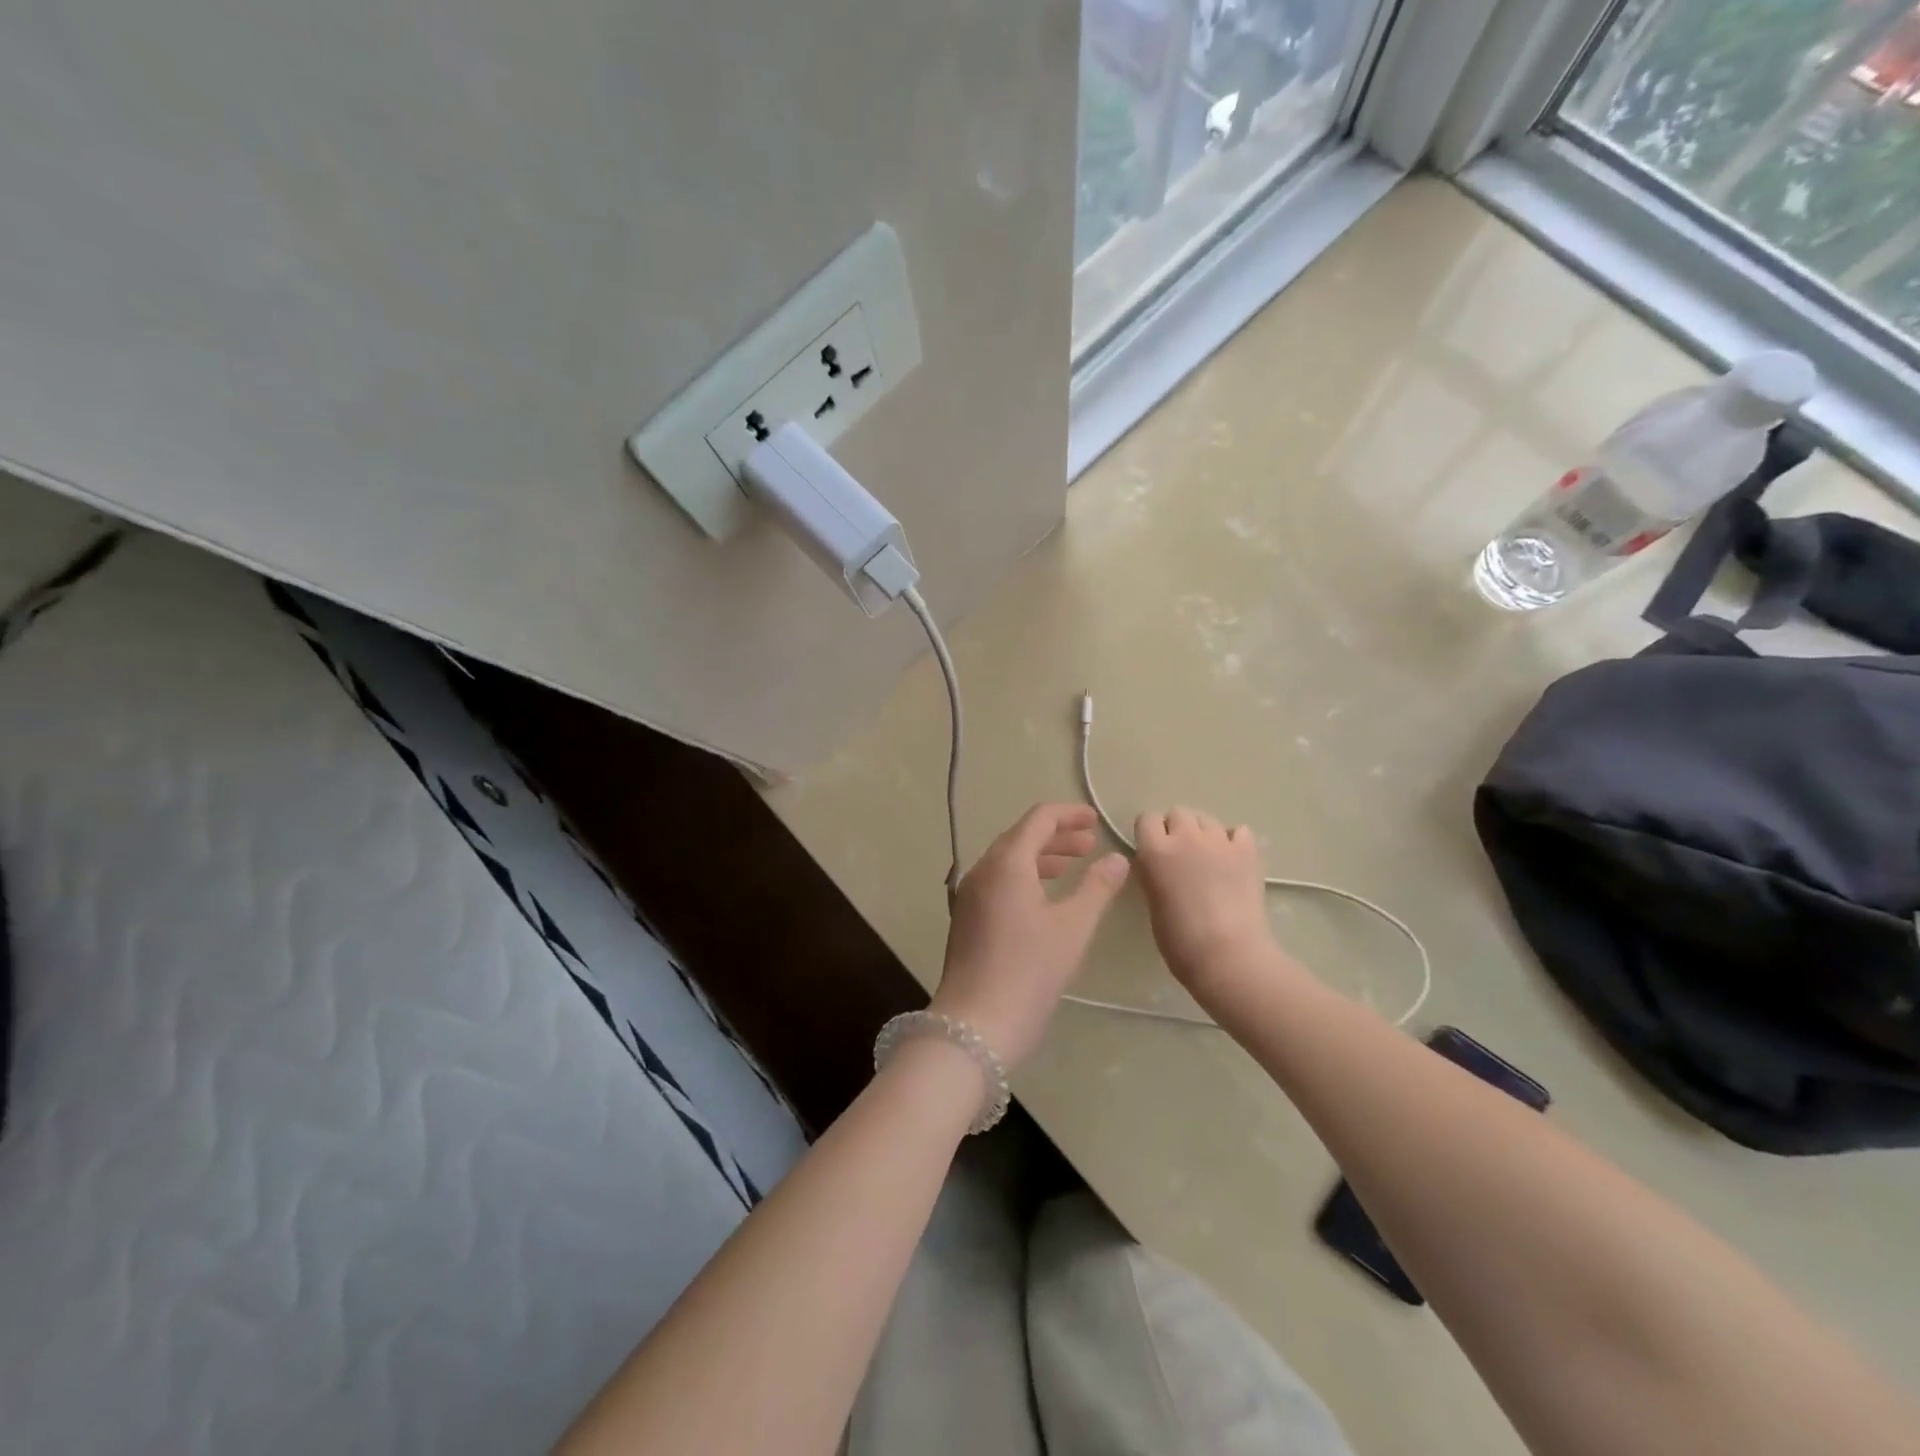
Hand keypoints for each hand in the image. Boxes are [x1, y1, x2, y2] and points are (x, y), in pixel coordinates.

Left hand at [930, 803, 1129, 1067]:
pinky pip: (998, 882)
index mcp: (1006, 863)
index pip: (1038, 819)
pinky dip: (1025, 877)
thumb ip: (1097, 888)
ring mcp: (970, 895)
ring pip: (1008, 861)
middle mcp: (982, 870)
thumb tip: (1116, 859)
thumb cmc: (1029, 970)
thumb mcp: (1073, 927)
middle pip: (1020, 837)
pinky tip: (1044, 899)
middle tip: (1090, 845)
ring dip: (1041, 858)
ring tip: (1072, 867)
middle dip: (1056, 837)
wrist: (975, 1025)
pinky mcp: (968, 919)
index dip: (1068, 815)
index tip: (1095, 821)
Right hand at [1133, 808, 1275, 993]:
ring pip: (1207, 819)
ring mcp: (1219, 842)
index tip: (1153, 852)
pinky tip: (1233, 861)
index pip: (1146, 818)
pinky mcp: (1248, 852)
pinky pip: (1238, 831)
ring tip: (1209, 859)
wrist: (1228, 955)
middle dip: (1177, 829)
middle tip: (1181, 856)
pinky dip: (1234, 841)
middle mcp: (1185, 837)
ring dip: (1203, 834)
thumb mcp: (1151, 900)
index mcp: (1155, 850)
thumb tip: (1158, 863)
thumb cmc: (1180, 939)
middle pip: (1178, 812)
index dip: (1150, 833)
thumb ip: (1152, 872)